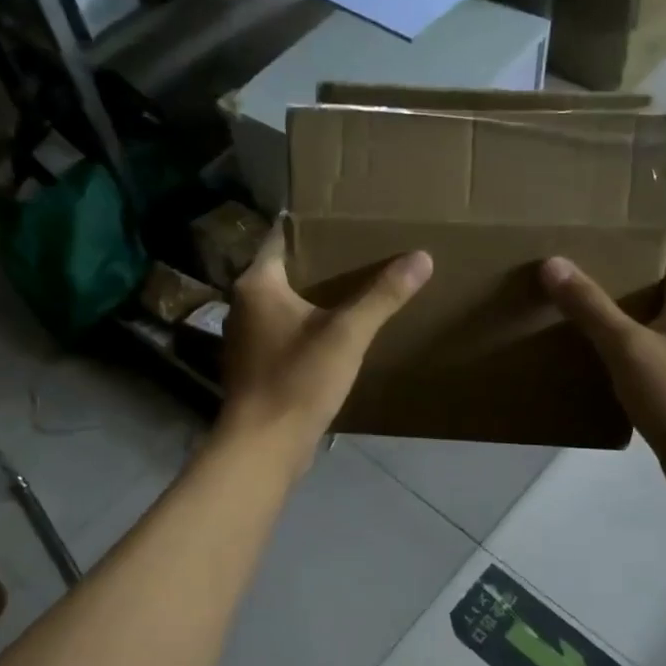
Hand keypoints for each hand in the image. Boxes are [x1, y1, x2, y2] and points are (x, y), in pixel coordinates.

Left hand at [219, 227, 432, 467]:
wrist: (263, 446)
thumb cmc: (298, 380)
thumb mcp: (347, 334)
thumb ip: (383, 295)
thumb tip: (421, 257)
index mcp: (257, 284)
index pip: (282, 238)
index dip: (312, 226)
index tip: (343, 220)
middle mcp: (243, 304)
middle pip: (285, 271)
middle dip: (320, 262)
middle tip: (360, 251)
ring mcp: (246, 338)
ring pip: (283, 304)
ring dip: (313, 297)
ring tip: (355, 288)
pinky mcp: (255, 366)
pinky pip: (283, 332)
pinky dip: (306, 326)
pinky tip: (336, 332)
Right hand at [541, 240, 665, 501]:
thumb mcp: (626, 346)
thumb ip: (589, 305)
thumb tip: (552, 262)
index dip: (635, 230)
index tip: (594, 226)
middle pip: (658, 276)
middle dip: (618, 268)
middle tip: (571, 263)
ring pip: (654, 313)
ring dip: (621, 308)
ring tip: (574, 303)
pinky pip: (653, 345)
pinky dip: (627, 341)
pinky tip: (595, 351)